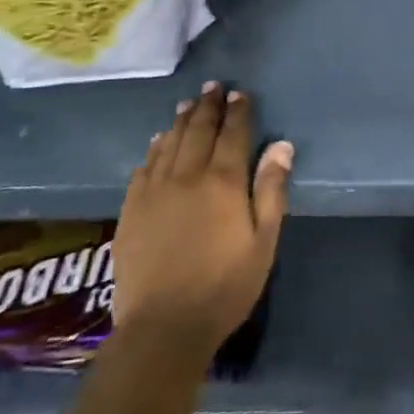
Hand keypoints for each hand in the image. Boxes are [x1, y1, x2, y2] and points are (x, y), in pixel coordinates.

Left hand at [103, 83, 291, 383]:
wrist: (163, 326)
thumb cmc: (224, 286)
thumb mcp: (263, 241)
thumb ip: (271, 190)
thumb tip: (281, 145)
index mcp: (223, 181)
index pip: (233, 134)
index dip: (238, 112)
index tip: (240, 94)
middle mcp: (187, 175)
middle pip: (198, 130)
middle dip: (208, 106)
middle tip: (214, 87)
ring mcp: (154, 190)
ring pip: (170, 143)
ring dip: (181, 120)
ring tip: (188, 104)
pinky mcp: (132, 208)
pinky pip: (144, 166)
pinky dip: (155, 148)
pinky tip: (159, 142)